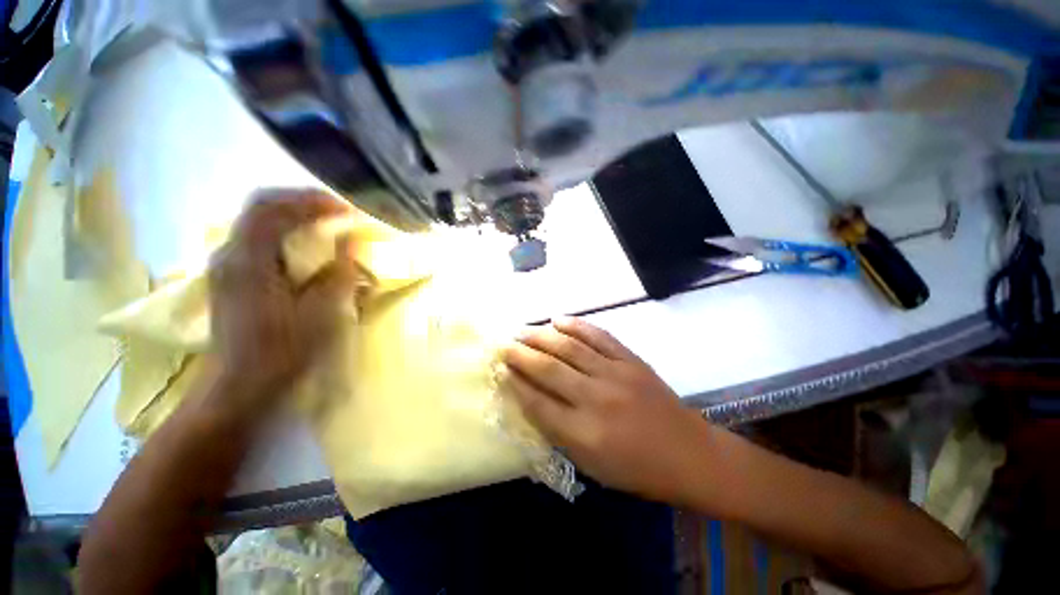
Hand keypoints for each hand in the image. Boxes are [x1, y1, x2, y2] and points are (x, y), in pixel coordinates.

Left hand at [209, 189, 360, 404]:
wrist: (238, 386)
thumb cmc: (282, 353)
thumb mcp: (320, 314)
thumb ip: (337, 273)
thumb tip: (350, 242)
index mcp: (249, 262)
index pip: (273, 209)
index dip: (312, 201)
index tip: (347, 208)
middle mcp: (230, 254)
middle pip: (261, 207)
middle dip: (301, 201)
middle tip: (337, 209)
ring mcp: (226, 265)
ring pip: (258, 221)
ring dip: (293, 215)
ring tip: (326, 222)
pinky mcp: (231, 276)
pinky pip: (258, 238)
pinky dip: (284, 231)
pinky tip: (305, 244)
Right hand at [501, 317, 710, 503]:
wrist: (688, 453)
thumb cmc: (637, 469)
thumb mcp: (591, 465)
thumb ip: (558, 432)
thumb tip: (531, 399)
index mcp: (584, 434)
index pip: (537, 403)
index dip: (515, 384)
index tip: (499, 370)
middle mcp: (596, 399)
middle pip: (548, 369)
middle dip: (520, 354)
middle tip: (503, 344)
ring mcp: (615, 373)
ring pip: (569, 347)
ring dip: (541, 335)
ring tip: (522, 330)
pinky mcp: (630, 359)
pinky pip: (598, 335)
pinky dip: (576, 324)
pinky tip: (558, 319)